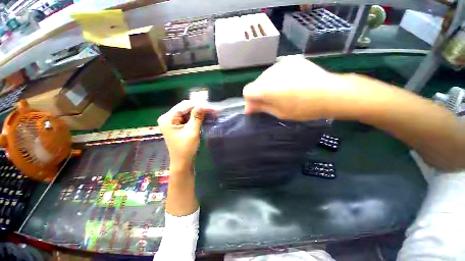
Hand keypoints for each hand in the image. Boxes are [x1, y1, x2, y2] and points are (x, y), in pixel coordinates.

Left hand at [158, 101, 217, 170]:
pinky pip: (188, 117)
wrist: (182, 162)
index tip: (212, 106)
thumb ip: (197, 116)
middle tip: (213, 109)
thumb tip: (204, 104)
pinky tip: (205, 116)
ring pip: (188, 112)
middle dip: (200, 108)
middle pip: (186, 107)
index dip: (199, 105)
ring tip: (211, 112)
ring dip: (200, 112)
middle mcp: (168, 117)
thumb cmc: (186, 148)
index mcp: (168, 118)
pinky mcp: (178, 125)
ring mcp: (173, 121)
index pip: (184, 105)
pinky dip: (197, 116)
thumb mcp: (192, 131)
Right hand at [243, 55, 356, 120]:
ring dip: (269, 86)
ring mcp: (280, 64)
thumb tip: (248, 108)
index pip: (247, 91)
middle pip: (256, 84)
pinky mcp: (291, 60)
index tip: (257, 108)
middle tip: (271, 103)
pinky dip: (278, 78)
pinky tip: (289, 83)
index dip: (250, 101)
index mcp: (264, 88)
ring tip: (282, 93)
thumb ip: (261, 108)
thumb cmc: (303, 108)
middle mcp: (269, 73)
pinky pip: (277, 71)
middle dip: (259, 94)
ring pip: (266, 77)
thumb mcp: (279, 112)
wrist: (330, 93)